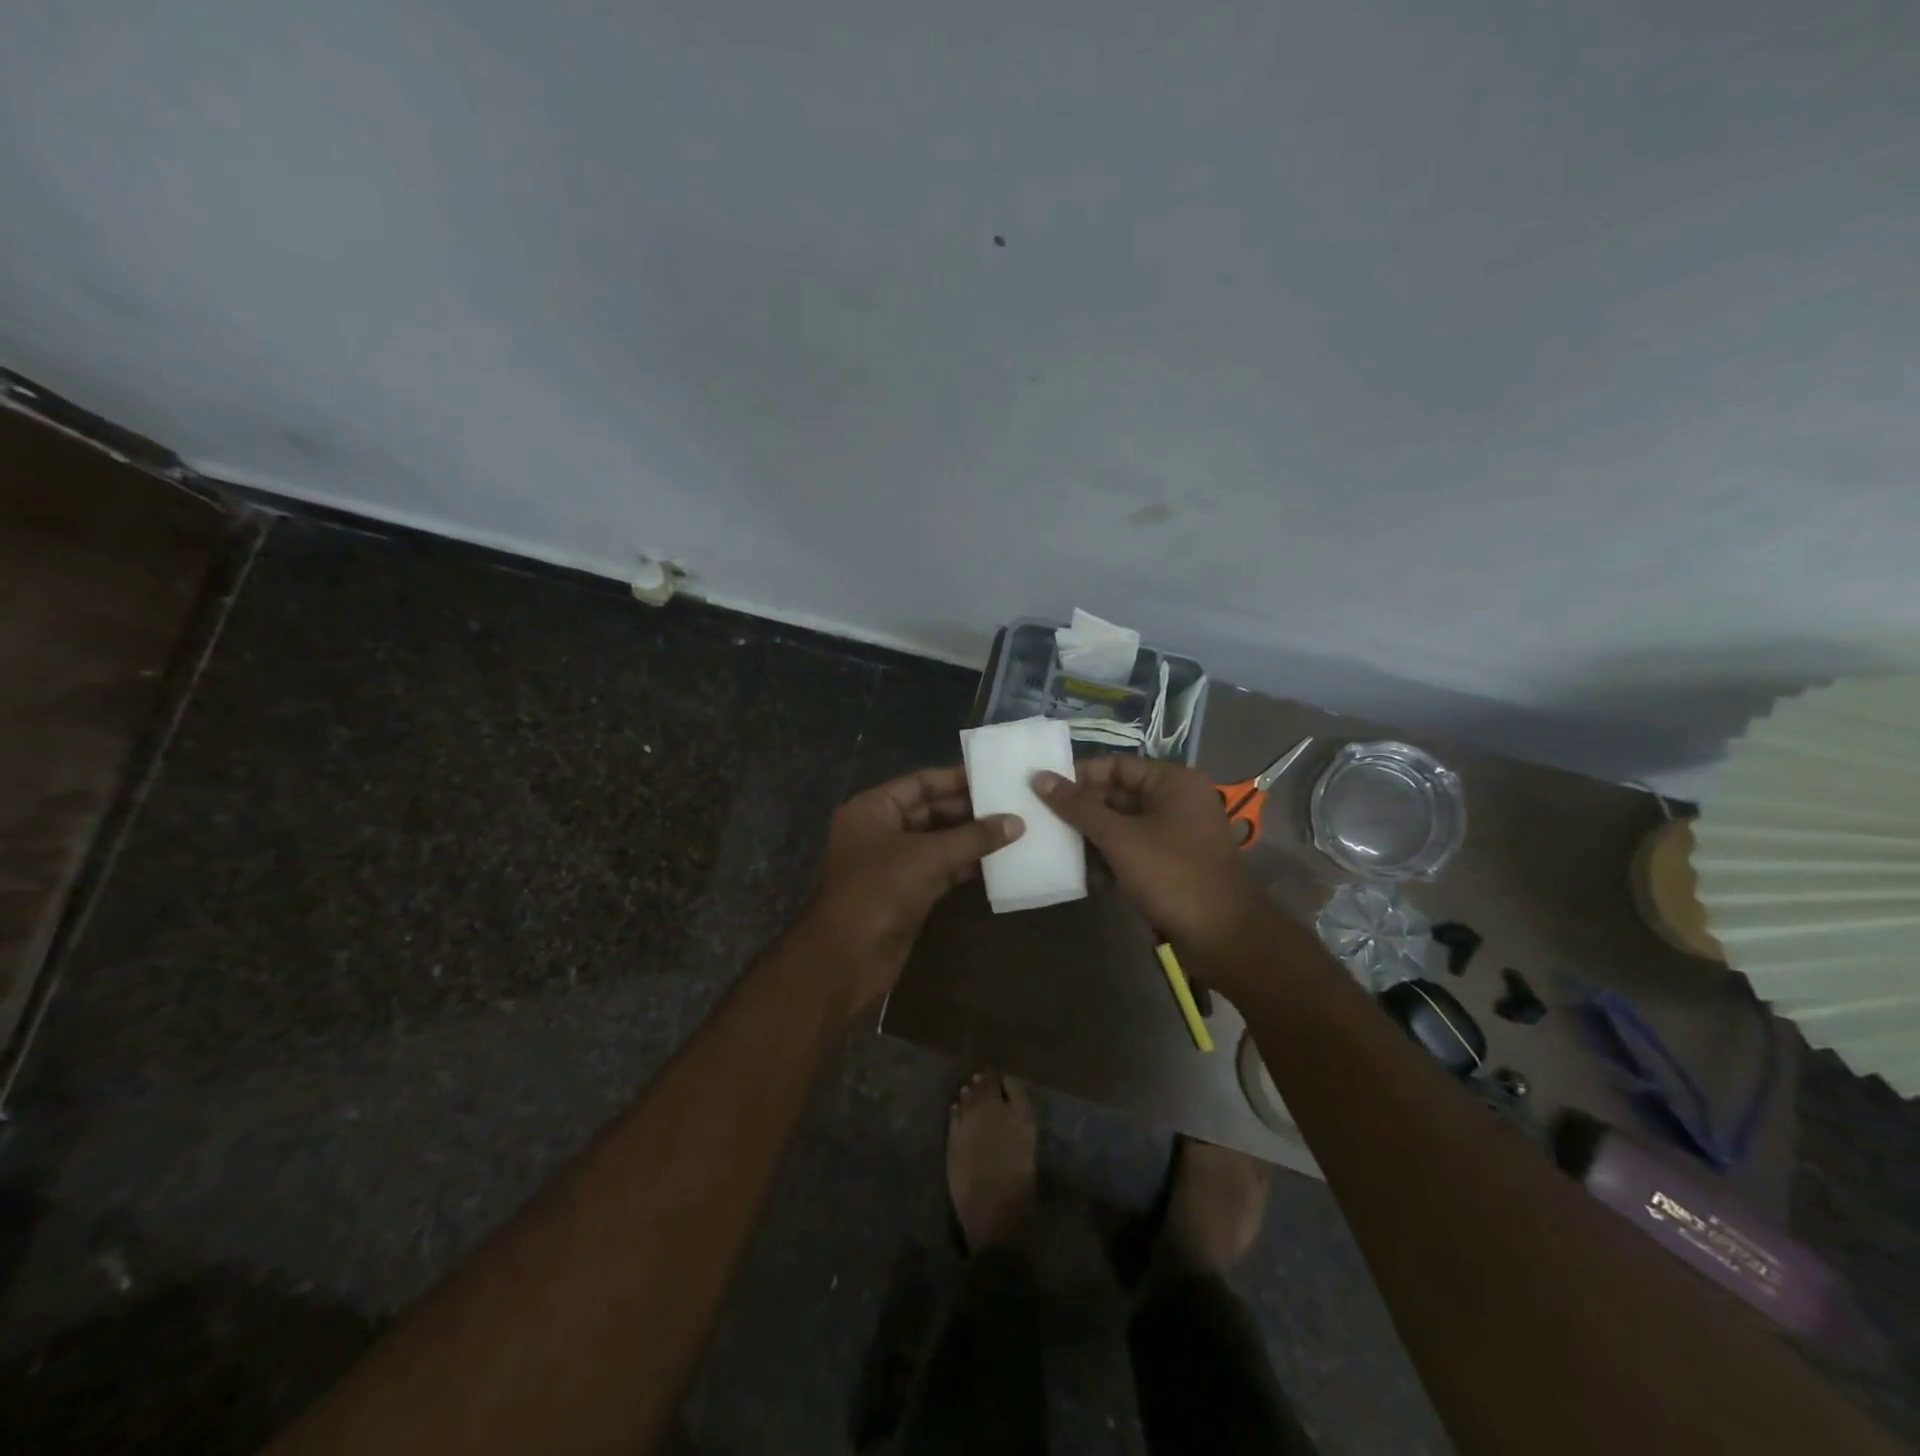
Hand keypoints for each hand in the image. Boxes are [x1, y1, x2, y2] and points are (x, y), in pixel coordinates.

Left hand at [804, 766, 1023, 1010]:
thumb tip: (1016, 821)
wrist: (846, 959)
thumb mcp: (928, 857)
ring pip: (937, 842)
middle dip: (969, 811)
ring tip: (1014, 830)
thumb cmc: (879, 891)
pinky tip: (998, 861)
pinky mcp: (905, 892)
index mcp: (872, 809)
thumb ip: (973, 837)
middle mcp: (880, 830)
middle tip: (1013, 806)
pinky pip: (940, 869)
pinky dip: (965, 865)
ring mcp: (892, 863)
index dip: (956, 779)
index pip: (919, 783)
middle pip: (930, 811)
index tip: (995, 778)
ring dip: (971, 839)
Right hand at [1033, 756, 1271, 958]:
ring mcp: (1175, 835)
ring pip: (1122, 826)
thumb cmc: (1172, 875)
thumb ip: (1078, 807)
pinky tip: (1085, 877)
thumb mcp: (1119, 838)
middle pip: (1118, 796)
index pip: (1116, 765)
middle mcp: (1176, 802)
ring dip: (1091, 839)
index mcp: (1172, 782)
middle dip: (1082, 811)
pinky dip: (1109, 860)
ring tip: (1057, 850)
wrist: (1224, 938)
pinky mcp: (1171, 866)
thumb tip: (1039, 777)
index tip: (1043, 790)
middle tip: (1042, 821)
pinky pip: (1132, 851)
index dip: (1080, 776)